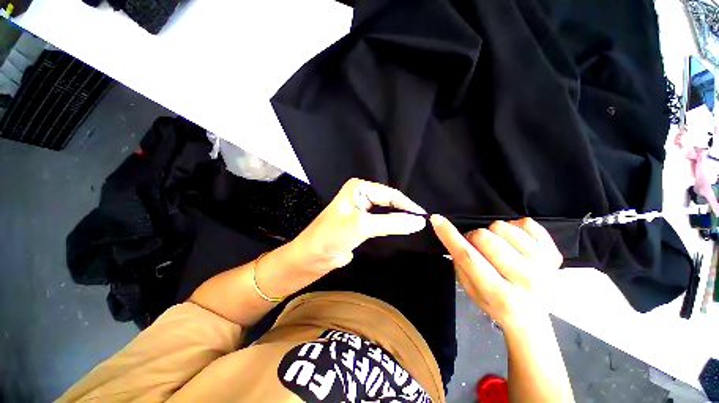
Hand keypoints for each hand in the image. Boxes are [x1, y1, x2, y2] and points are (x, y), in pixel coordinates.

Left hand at [287, 178, 426, 273]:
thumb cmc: (331, 237)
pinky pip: (382, 222)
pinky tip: (402, 229)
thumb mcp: (362, 226)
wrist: (311, 257)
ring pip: (386, 212)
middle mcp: (361, 196)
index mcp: (359, 189)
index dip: (407, 205)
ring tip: (417, 226)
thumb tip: (419, 221)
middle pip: (389, 202)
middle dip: (404, 211)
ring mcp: (362, 210)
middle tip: (423, 222)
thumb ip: (391, 223)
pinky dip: (392, 226)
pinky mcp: (362, 223)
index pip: (389, 194)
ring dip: (399, 218)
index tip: (424, 217)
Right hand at [430, 216, 562, 329]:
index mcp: (499, 294)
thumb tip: (453, 236)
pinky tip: (515, 244)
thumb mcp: (469, 290)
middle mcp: (526, 280)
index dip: (449, 236)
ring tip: (499, 248)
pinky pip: (525, 223)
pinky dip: (514, 229)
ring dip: (493, 234)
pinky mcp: (555, 254)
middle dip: (473, 238)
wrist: (531, 319)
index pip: (469, 257)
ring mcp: (544, 265)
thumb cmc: (494, 304)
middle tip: (478, 249)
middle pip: (484, 237)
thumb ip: (460, 264)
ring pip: (502, 227)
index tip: (436, 219)